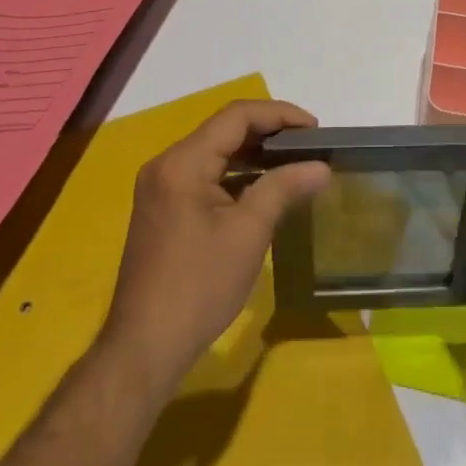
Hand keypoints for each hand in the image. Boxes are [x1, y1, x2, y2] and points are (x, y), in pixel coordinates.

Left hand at [99, 99, 330, 392]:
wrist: (144, 351)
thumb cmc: (198, 287)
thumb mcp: (248, 233)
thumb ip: (284, 188)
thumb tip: (321, 167)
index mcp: (183, 161)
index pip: (237, 116)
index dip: (279, 115)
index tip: (315, 129)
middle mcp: (166, 164)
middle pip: (224, 129)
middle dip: (269, 132)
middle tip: (309, 146)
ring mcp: (161, 186)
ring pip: (216, 152)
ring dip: (254, 154)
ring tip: (294, 163)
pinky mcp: (163, 208)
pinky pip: (205, 174)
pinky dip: (236, 175)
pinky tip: (263, 189)